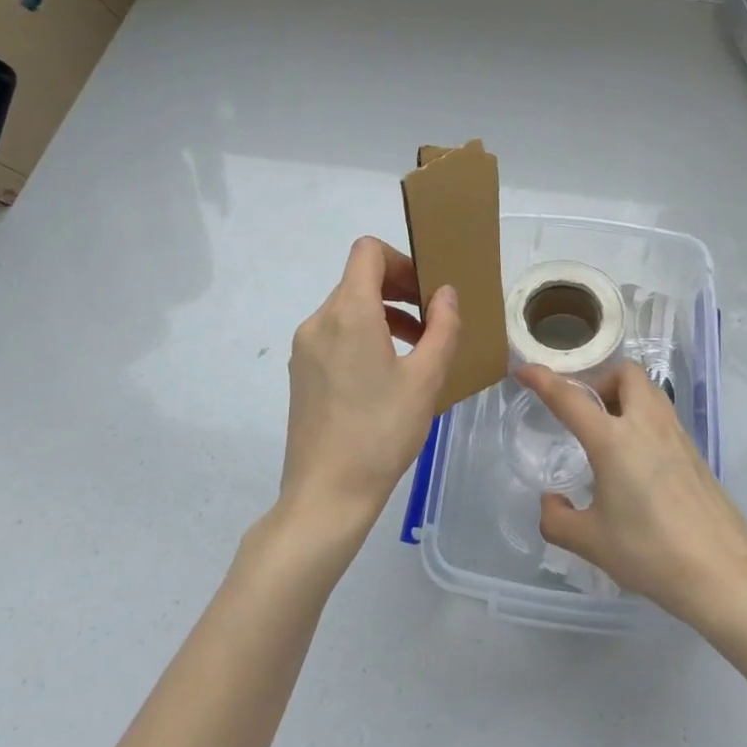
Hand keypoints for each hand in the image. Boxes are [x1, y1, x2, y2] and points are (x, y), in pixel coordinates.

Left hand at [279, 237, 460, 544]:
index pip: (368, 252)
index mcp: (348, 312)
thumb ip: (442, 327)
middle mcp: (319, 321)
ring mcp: (304, 347)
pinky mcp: (301, 372)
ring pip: (348, 307)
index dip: (402, 259)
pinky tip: (388, 372)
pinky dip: (364, 334)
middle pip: (359, 278)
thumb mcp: (426, 378)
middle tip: (433, 320)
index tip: (427, 290)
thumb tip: (445, 294)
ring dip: (384, 313)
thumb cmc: (382, 432)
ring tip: (418, 348)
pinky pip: (335, 333)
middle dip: (400, 289)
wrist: (326, 495)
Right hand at [519, 360, 746, 627]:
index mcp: (613, 440)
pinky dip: (643, 417)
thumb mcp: (590, 542)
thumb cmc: (649, 552)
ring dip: (624, 394)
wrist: (722, 572)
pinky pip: (662, 414)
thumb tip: (551, 501)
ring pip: (648, 390)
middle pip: (624, 373)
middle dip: (600, 379)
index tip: (525, 370)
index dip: (544, 380)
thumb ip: (557, 518)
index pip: (570, 398)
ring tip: (608, 432)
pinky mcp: (695, 451)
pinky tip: (637, 458)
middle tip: (585, 410)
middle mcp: (645, 424)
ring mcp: (676, 434)